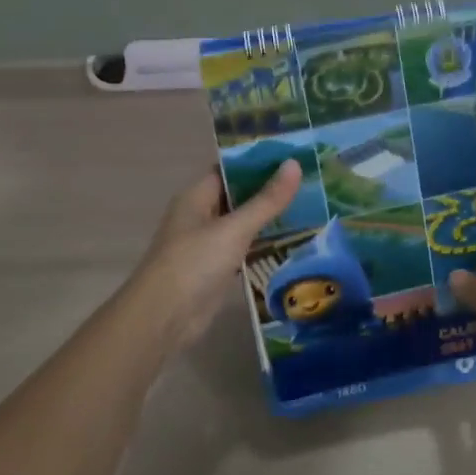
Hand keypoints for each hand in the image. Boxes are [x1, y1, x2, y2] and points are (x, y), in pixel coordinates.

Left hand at [113, 160, 303, 355]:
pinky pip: (244, 249)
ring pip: (243, 223)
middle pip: (239, 195)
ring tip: (310, 207)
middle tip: (311, 181)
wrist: (164, 319)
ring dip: (270, 218)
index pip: (230, 169)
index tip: (294, 155)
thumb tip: (295, 164)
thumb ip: (266, 200)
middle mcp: (201, 215)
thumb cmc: (194, 263)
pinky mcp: (216, 270)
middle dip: (270, 189)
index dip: (259, 161)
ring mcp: (207, 244)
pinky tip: (293, 241)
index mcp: (197, 196)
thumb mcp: (234, 228)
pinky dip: (264, 244)